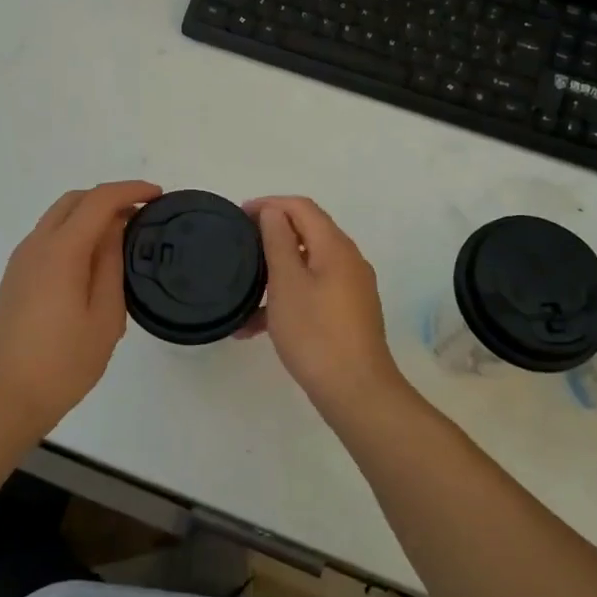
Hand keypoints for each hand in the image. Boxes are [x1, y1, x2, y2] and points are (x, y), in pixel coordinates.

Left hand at [0, 181, 160, 437]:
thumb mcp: (104, 317)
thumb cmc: (62, 363)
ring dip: (90, 214)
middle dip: (110, 198)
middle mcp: (36, 245)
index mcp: (61, 251)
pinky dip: (74, 232)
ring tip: (122, 236)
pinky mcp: (15, 277)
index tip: (158, 196)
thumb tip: (115, 230)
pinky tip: (92, 259)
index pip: (99, 200)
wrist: (3, 399)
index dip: (131, 191)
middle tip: (141, 215)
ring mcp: (21, 260)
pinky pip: (48, 237)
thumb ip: (111, 265)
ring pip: (58, 217)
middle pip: (75, 200)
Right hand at [245, 196, 406, 422]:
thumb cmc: (315, 332)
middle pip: (306, 233)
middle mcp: (348, 260)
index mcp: (335, 246)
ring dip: (275, 272)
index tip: (239, 215)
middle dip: (271, 235)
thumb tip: (273, 211)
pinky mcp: (348, 314)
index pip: (302, 207)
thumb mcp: (287, 283)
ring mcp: (351, 289)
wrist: (356, 392)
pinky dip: (287, 298)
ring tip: (243, 290)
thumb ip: (278, 241)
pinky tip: (256, 327)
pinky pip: (313, 292)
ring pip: (307, 266)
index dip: (270, 204)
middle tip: (239, 245)